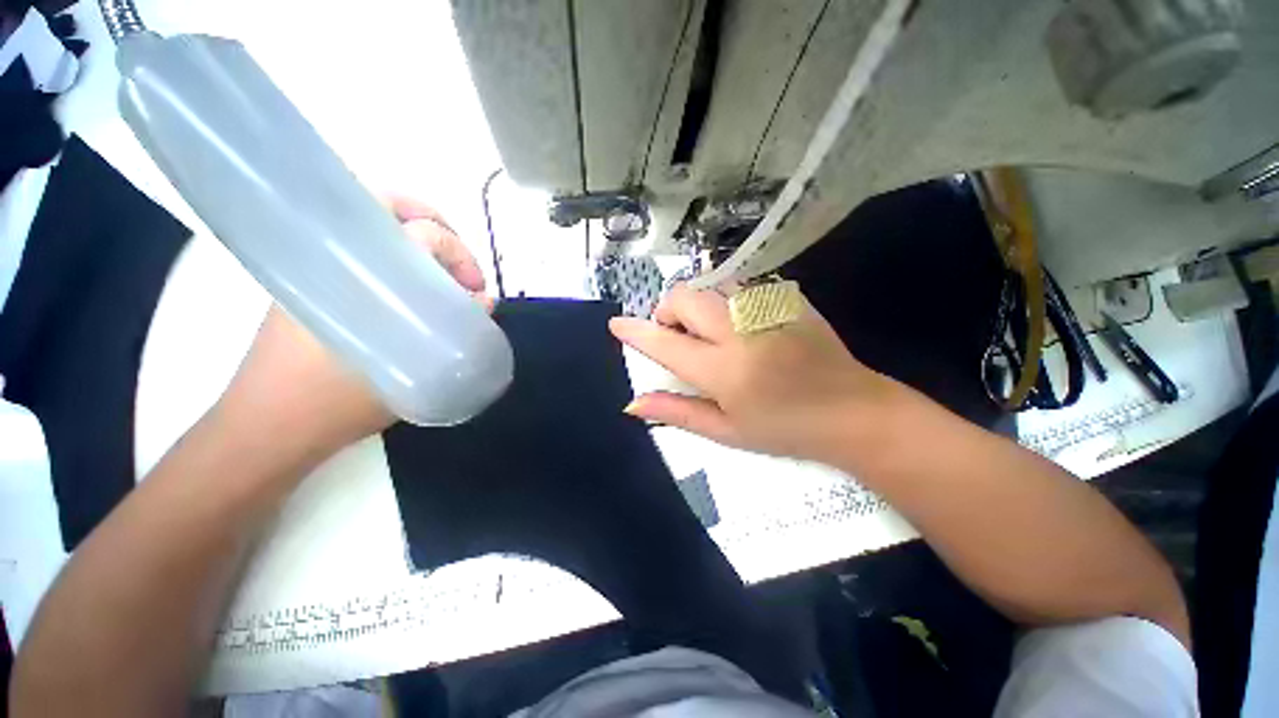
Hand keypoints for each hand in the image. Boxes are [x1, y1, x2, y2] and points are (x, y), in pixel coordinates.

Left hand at [217, 195, 488, 456]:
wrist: (266, 428)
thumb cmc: (336, 403)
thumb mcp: (412, 372)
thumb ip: (455, 333)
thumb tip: (484, 301)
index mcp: (352, 272)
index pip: (418, 233)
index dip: (458, 251)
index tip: (476, 286)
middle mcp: (330, 256)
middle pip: (388, 207)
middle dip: (438, 229)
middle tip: (461, 268)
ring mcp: (314, 268)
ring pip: (373, 227)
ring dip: (417, 242)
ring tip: (442, 278)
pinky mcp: (310, 285)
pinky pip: (361, 252)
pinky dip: (395, 257)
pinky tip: (412, 290)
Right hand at [609, 284, 906, 463]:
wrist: (853, 411)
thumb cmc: (785, 429)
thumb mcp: (726, 431)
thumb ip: (677, 411)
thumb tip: (633, 403)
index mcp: (724, 370)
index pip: (665, 343)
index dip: (636, 332)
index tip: (617, 325)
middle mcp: (741, 331)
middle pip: (685, 297)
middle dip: (669, 311)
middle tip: (679, 336)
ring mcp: (768, 309)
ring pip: (712, 283)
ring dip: (698, 302)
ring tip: (709, 328)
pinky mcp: (789, 298)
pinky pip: (743, 284)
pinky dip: (727, 299)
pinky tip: (740, 322)